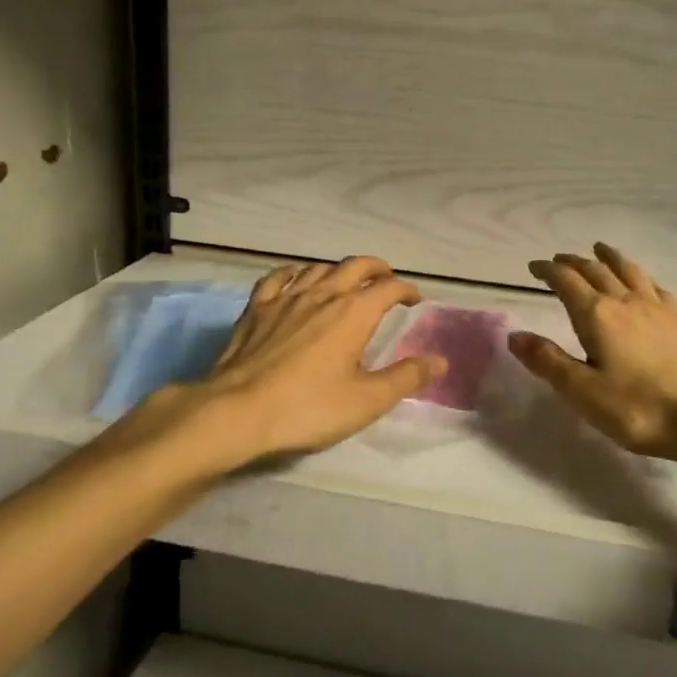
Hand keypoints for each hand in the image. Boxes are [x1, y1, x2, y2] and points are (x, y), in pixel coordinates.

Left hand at [110, 257, 444, 478]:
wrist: (237, 411)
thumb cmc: (308, 407)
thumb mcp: (366, 401)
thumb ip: (405, 378)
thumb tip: (439, 360)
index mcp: (354, 312)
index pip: (389, 287)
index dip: (406, 290)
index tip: (415, 300)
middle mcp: (324, 294)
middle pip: (356, 265)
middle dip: (377, 268)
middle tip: (386, 280)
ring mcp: (287, 297)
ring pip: (319, 267)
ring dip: (338, 270)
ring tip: (346, 281)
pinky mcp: (257, 307)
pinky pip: (279, 277)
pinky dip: (295, 273)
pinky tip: (296, 279)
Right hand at [508, 243, 676, 467]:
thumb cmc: (638, 409)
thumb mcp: (583, 392)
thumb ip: (548, 361)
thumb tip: (514, 335)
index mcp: (597, 315)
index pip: (566, 281)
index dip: (547, 271)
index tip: (534, 267)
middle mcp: (625, 301)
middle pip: (595, 270)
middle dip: (573, 262)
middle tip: (559, 260)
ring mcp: (657, 308)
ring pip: (628, 271)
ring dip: (609, 257)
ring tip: (600, 249)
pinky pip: (655, 287)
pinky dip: (640, 277)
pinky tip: (643, 283)